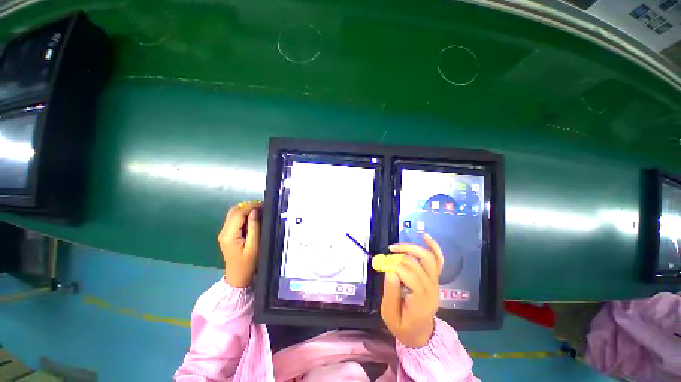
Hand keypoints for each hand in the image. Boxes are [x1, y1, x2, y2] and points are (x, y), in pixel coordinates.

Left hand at [218, 200, 262, 287]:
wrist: (238, 277)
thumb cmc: (248, 263)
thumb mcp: (254, 246)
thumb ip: (254, 227)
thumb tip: (255, 211)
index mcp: (229, 235)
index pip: (239, 214)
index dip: (251, 206)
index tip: (263, 205)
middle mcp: (224, 231)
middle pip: (234, 211)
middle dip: (248, 206)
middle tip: (262, 208)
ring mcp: (224, 233)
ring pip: (233, 214)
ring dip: (246, 210)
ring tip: (259, 212)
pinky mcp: (227, 235)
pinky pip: (234, 220)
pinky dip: (244, 216)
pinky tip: (253, 219)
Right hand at [380, 233, 443, 347]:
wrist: (420, 333)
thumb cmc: (403, 325)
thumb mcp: (390, 315)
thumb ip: (390, 293)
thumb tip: (390, 270)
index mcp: (421, 300)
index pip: (409, 275)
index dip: (394, 267)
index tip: (382, 266)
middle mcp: (431, 288)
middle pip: (416, 264)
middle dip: (398, 258)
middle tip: (385, 259)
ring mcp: (435, 282)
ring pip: (427, 258)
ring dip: (411, 248)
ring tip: (395, 247)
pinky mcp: (435, 278)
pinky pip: (438, 260)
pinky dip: (433, 247)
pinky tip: (424, 236)